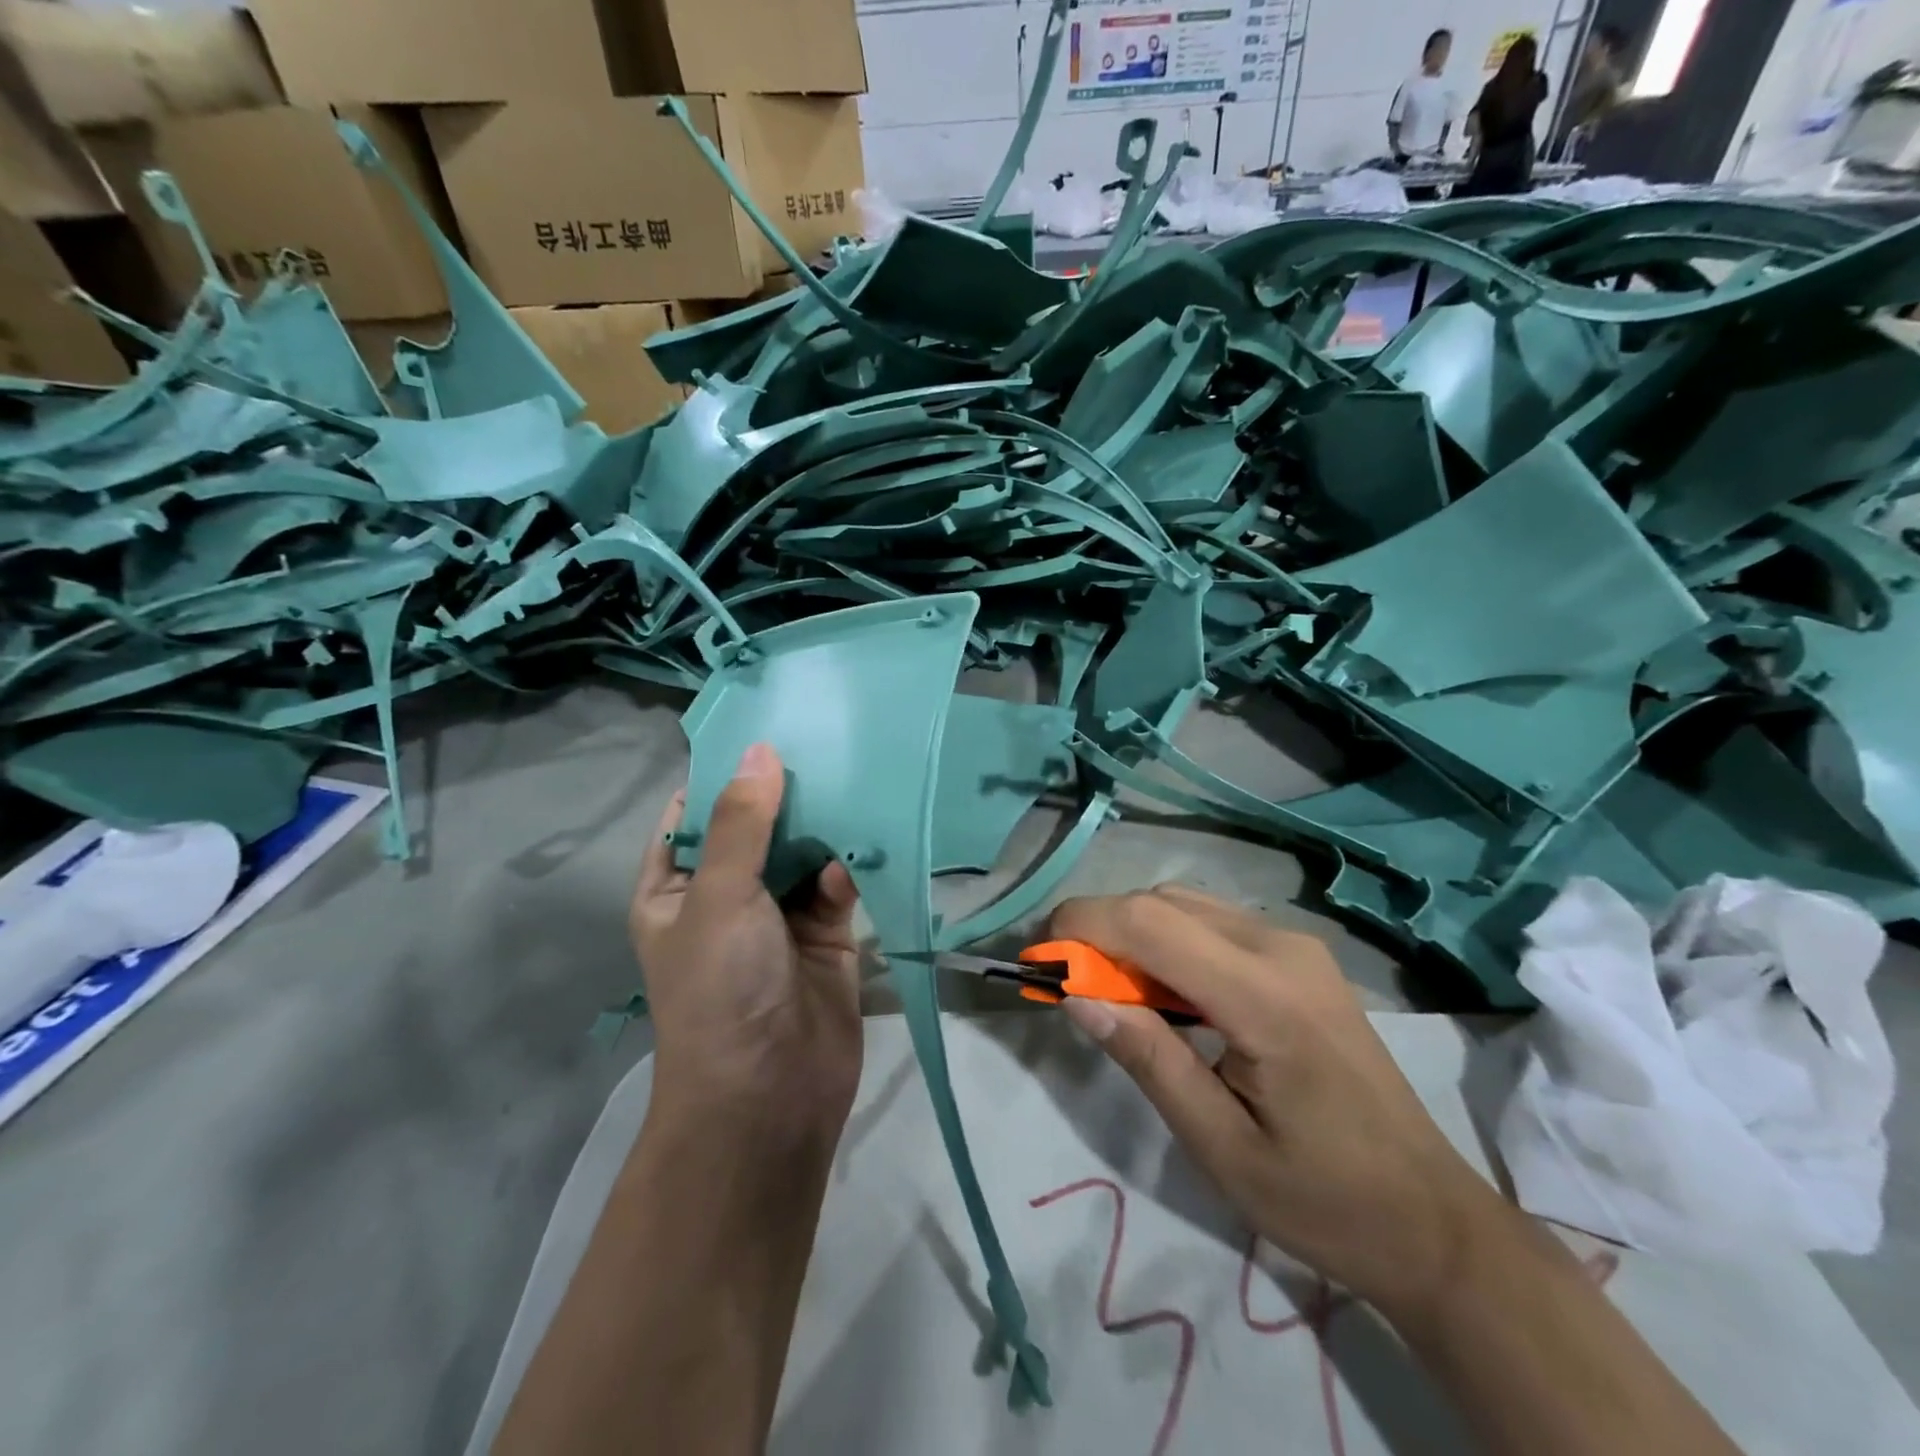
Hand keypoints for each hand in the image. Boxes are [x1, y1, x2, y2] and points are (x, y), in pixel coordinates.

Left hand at [630, 743, 862, 1136]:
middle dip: (784, 791)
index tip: (764, 728)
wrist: (769, 1097)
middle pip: (755, 827)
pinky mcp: (826, 933)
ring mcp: (777, 915)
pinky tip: (870, 831)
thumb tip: (760, 751)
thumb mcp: (719, 897)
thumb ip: (742, 823)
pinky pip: (837, 882)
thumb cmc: (721, 989)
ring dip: (823, 821)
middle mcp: (725, 896)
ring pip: (801, 851)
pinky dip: (850, 860)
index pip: (694, 814)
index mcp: (676, 887)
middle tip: (824, 737)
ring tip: (854, 768)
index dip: (723, 773)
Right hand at [1050, 884, 1509, 1315]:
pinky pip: (1212, 923)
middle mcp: (1281, 946)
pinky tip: (1163, 994)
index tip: (1038, 962)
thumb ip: (1147, 1058)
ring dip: (1132, 934)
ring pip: (1184, 905)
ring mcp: (1295, 944)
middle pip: (1162, 903)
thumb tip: (1075, 997)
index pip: (1149, 924)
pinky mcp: (1298, 956)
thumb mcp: (1219, 1145)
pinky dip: (1167, 942)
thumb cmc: (1324, 1199)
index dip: (1081, 927)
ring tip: (1109, 994)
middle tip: (1068, 987)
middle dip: (1100, 931)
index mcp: (1265, 996)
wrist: (1434, 1220)